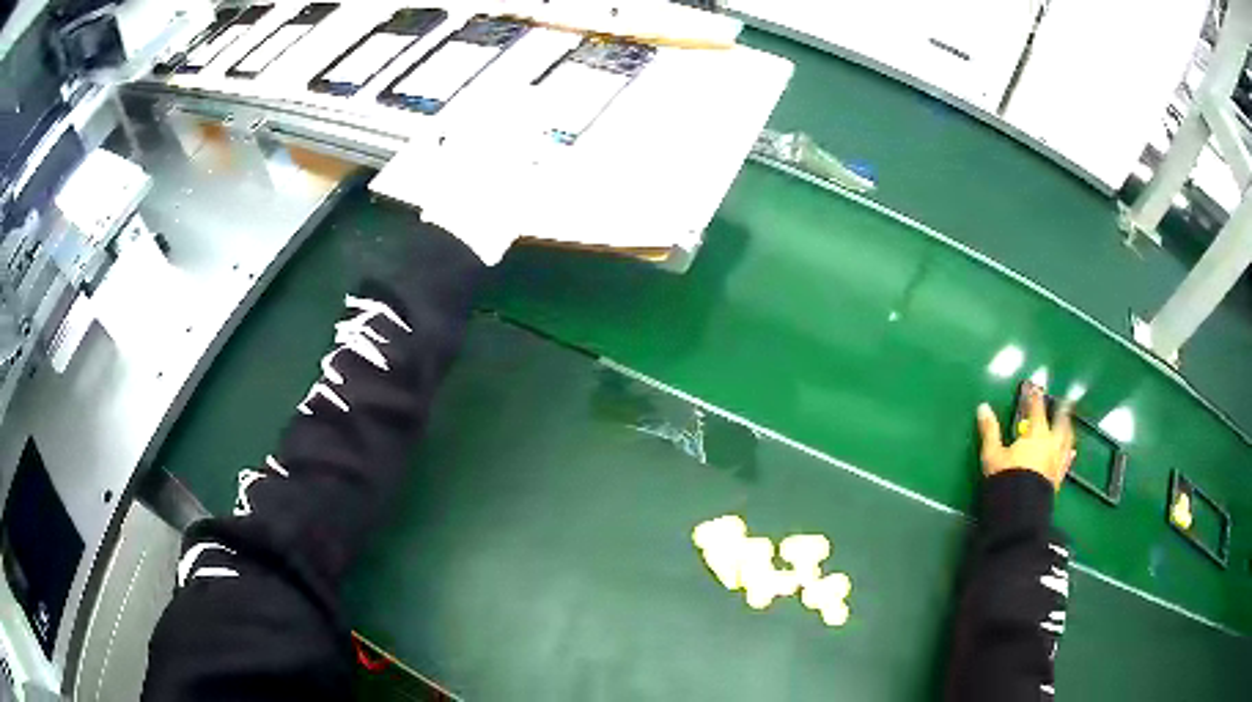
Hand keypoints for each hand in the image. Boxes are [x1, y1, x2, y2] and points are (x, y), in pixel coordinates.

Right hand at [976, 385, 1075, 491]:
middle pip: (1059, 422)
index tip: (1035, 386)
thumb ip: (990, 431)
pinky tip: (1071, 453)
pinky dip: (1069, 455)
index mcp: (1036, 435)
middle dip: (1061, 410)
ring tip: (1069, 423)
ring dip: (1068, 430)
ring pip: (1066, 440)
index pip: (1036, 410)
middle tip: (1065, 401)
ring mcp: (1056, 461)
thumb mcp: (993, 455)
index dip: (1035, 397)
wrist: (1019, 510)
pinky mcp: (1057, 478)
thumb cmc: (1006, 479)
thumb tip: (983, 407)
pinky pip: (1066, 463)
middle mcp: (1050, 444)